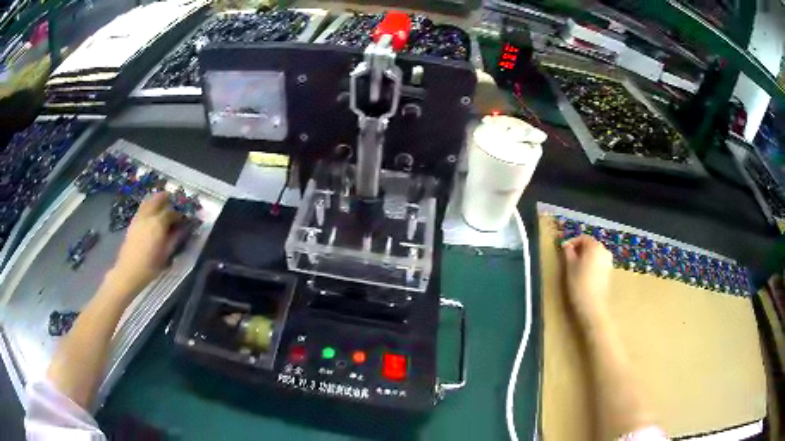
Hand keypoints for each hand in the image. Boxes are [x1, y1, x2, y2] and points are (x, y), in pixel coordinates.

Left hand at [109, 192, 184, 294]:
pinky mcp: (133, 222)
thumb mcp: (166, 255)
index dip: (179, 214)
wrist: (128, 272)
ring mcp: (139, 217)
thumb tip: (183, 229)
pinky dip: (148, 205)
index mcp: (158, 224)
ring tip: (163, 205)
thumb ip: (175, 239)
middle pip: (158, 198)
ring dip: (157, 200)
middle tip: (174, 204)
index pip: (172, 212)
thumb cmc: (149, 267)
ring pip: (149, 200)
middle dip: (167, 199)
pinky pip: (142, 207)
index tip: (184, 219)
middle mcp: (148, 216)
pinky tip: (151, 213)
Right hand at [562, 235, 613, 325]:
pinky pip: (598, 262)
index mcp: (595, 246)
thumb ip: (568, 253)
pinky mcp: (609, 271)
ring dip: (585, 256)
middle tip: (568, 258)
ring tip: (575, 266)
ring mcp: (608, 261)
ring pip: (594, 254)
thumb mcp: (570, 267)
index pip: (583, 238)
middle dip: (579, 249)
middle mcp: (604, 250)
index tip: (563, 250)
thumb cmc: (579, 284)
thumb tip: (566, 245)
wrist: (593, 306)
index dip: (572, 242)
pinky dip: (591, 263)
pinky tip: (584, 274)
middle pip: (590, 244)